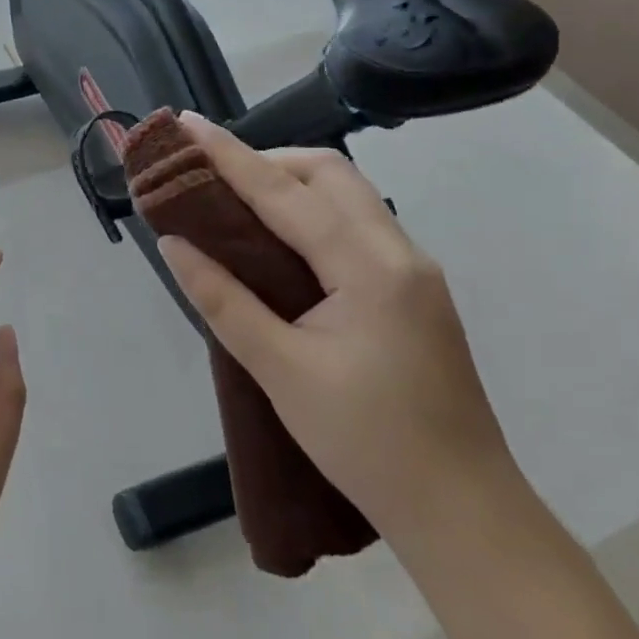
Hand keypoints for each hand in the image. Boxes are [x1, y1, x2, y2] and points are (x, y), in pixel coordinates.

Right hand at [157, 115, 516, 545]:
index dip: (230, 156)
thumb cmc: (368, 444)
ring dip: (290, 183)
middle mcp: (400, 253)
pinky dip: (311, 213)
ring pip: (348, 195)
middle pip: (330, 174)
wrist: (464, 514)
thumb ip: (224, 300)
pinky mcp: (413, 290)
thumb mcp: (281, 372)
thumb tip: (174, 244)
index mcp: (371, 268)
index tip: (186, 125)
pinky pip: (356, 225)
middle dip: (267, 160)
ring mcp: (414, 270)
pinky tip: (279, 240)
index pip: (286, 193)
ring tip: (235, 200)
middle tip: (211, 176)